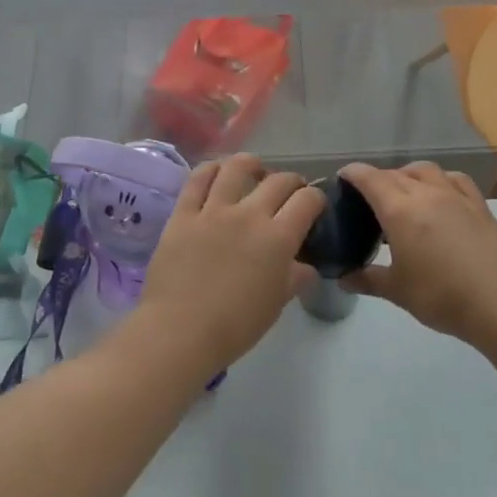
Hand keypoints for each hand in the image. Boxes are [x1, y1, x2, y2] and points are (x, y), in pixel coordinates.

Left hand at [133, 155, 326, 373]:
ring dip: (252, 164)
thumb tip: (306, 266)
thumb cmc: (235, 326)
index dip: (316, 198)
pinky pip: (197, 179)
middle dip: (291, 181)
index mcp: (278, 238)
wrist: (180, 332)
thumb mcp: (275, 305)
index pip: (307, 200)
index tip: (313, 206)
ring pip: (236, 167)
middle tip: (289, 192)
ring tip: (254, 171)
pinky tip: (216, 172)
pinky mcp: (183, 214)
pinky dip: (210, 170)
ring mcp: (213, 210)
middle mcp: (249, 215)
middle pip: (278, 181)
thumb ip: (294, 278)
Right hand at [337, 162, 496, 343]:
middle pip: (396, 174)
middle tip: (369, 196)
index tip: (343, 177)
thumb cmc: (441, 296)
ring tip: (404, 192)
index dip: (353, 173)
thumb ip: (368, 280)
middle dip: (378, 178)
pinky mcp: (479, 205)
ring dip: (409, 174)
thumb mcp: (397, 291)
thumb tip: (343, 279)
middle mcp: (426, 194)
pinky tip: (441, 194)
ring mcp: (455, 196)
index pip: (370, 179)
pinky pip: (455, 179)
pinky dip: (440, 180)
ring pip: (426, 171)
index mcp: (399, 210)